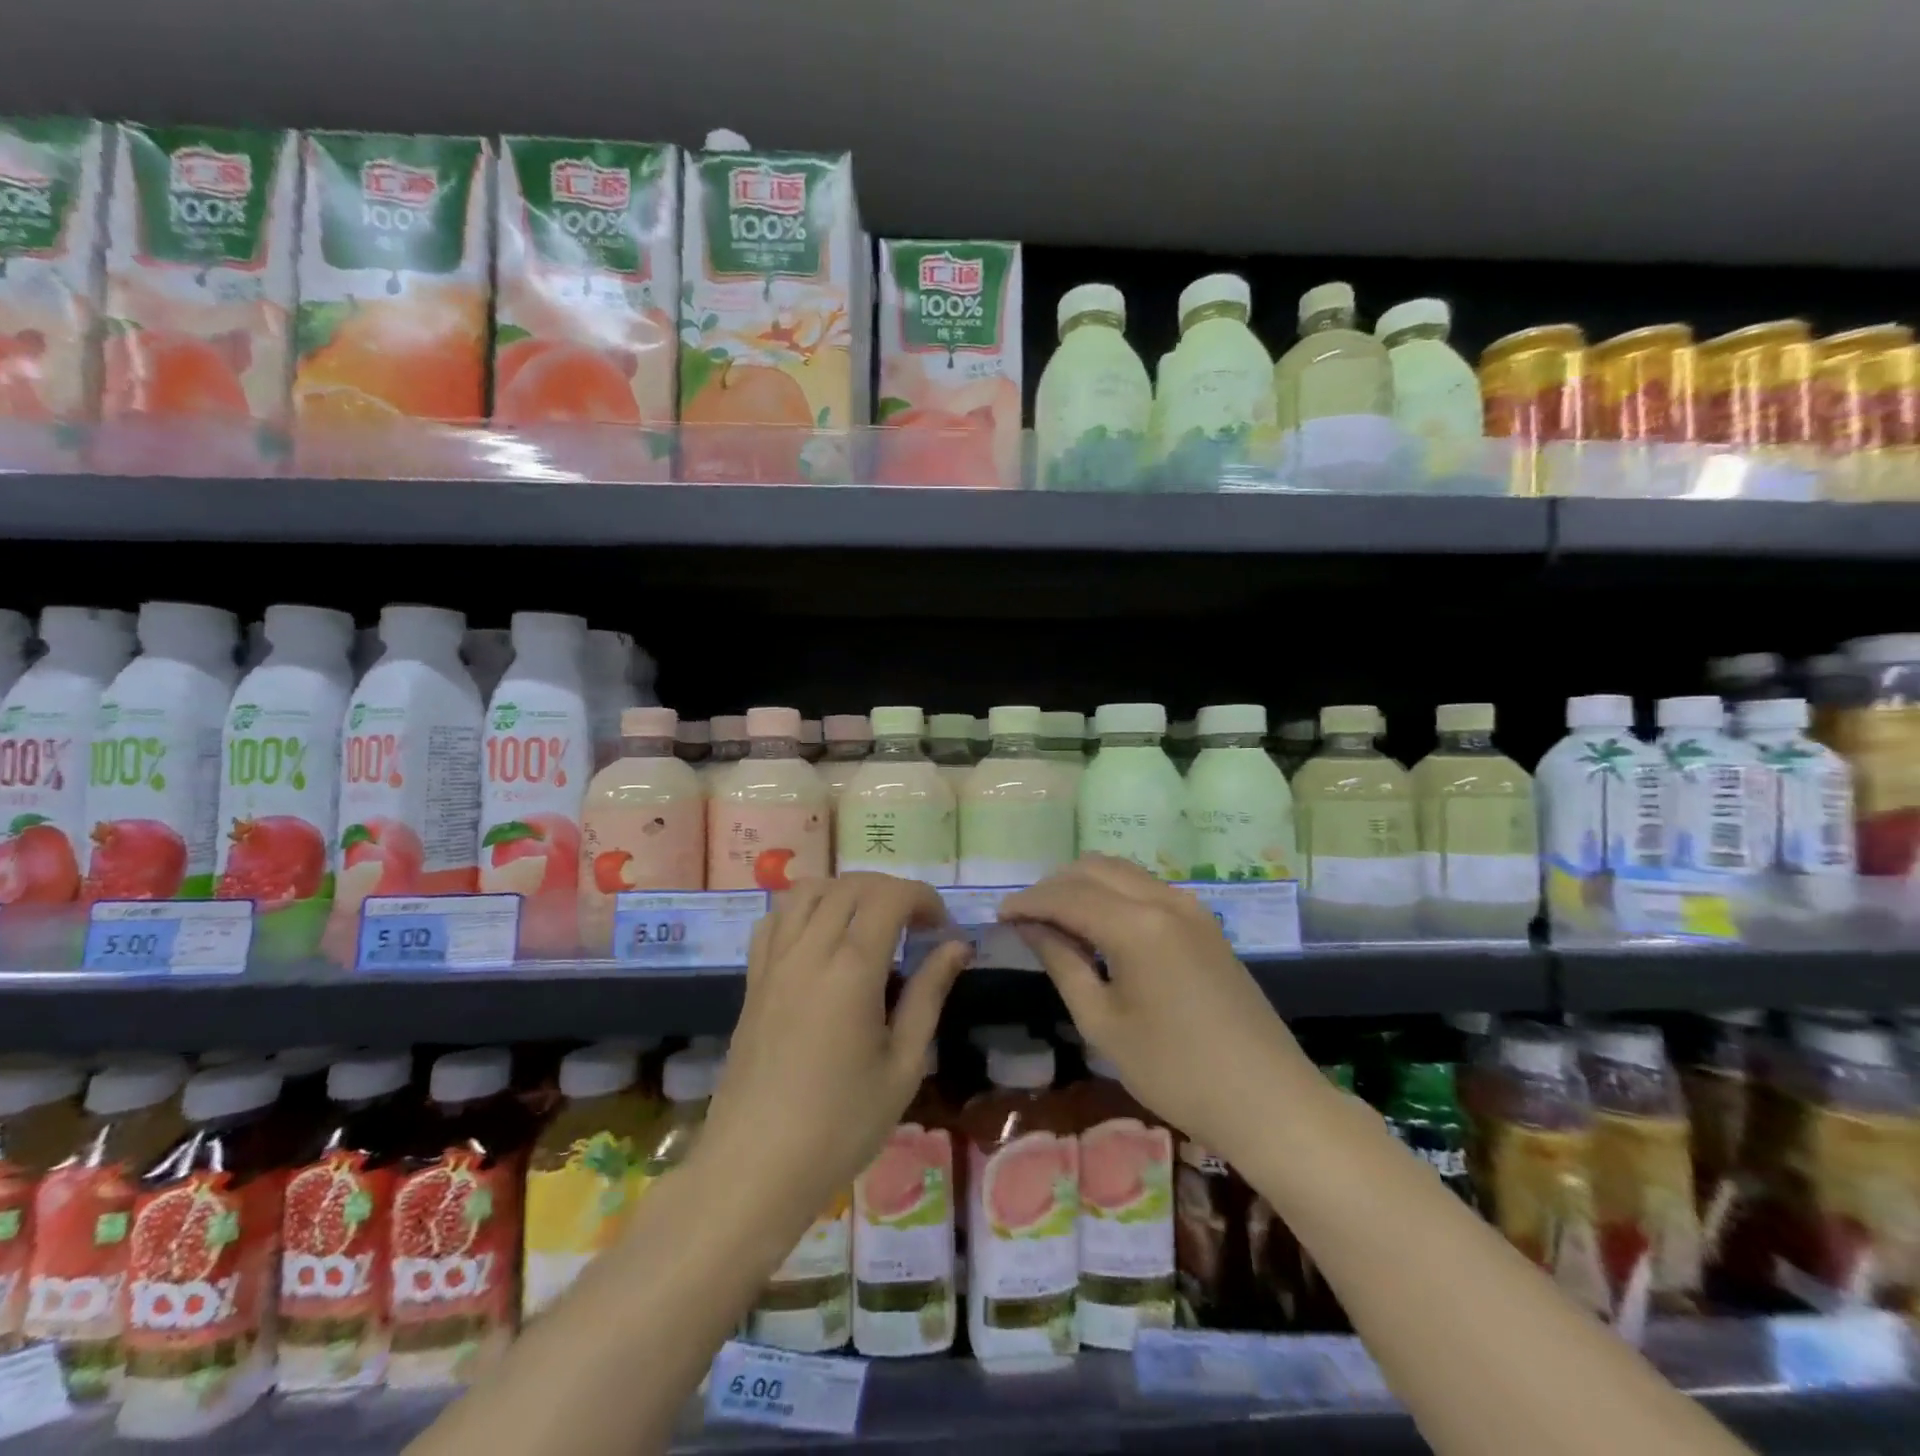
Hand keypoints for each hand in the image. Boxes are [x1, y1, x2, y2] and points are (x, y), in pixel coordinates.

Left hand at [698, 873, 970, 1229]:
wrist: (755, 1168)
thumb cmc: (840, 1125)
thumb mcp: (902, 1065)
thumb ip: (928, 995)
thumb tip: (956, 947)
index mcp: (852, 969)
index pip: (889, 897)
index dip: (922, 897)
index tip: (941, 926)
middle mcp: (809, 950)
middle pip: (850, 885)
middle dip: (890, 891)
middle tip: (915, 925)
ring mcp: (774, 962)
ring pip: (807, 890)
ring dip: (845, 891)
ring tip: (868, 923)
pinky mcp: (752, 980)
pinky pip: (774, 919)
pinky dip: (802, 909)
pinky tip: (819, 938)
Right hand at [1000, 855, 1318, 1159]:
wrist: (1268, 1099)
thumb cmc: (1176, 1071)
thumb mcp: (1103, 1023)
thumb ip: (1063, 963)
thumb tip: (1030, 927)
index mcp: (1136, 925)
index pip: (1067, 895)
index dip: (1028, 901)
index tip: (998, 915)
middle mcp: (1164, 900)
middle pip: (1094, 868)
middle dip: (1054, 885)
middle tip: (1025, 918)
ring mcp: (1190, 907)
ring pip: (1122, 872)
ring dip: (1084, 885)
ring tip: (1056, 919)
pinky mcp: (1204, 922)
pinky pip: (1146, 888)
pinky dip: (1113, 894)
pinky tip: (1099, 926)